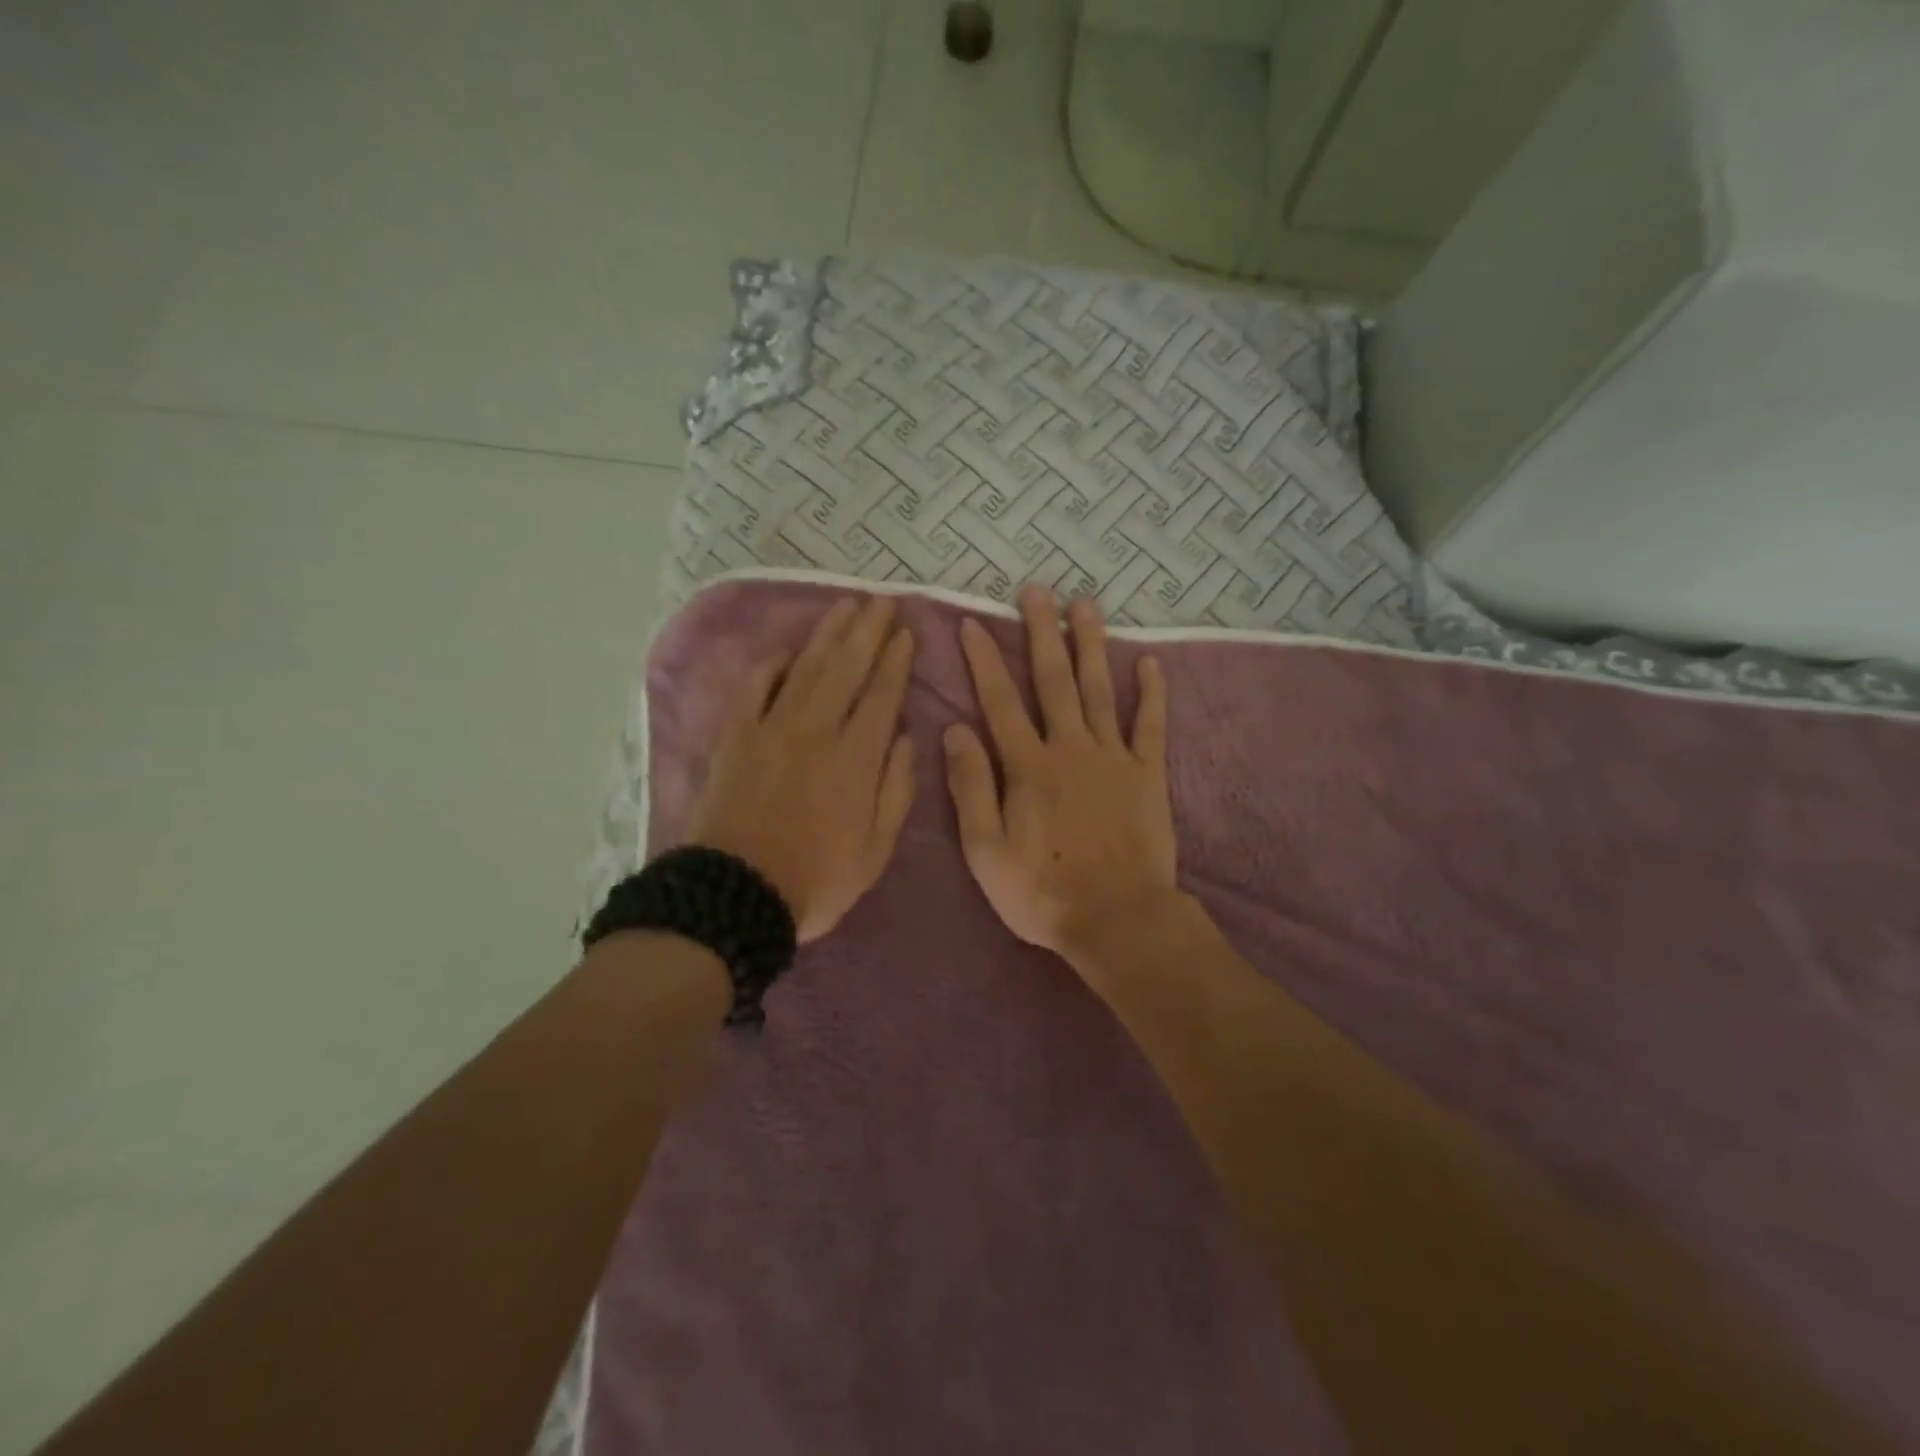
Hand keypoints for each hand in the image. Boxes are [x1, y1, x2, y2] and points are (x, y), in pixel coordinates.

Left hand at [687, 595, 915, 942]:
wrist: (735, 894)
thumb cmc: (816, 878)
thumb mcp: (875, 850)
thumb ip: (895, 790)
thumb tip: (904, 738)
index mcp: (856, 758)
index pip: (881, 694)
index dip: (895, 660)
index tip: (905, 632)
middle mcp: (816, 730)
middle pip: (846, 667)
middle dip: (867, 630)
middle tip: (882, 600)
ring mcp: (772, 728)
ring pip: (805, 667)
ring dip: (827, 633)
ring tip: (846, 606)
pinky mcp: (737, 736)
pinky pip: (755, 686)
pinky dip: (773, 663)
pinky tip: (788, 649)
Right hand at [943, 586, 1177, 962]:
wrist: (1118, 919)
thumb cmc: (1042, 892)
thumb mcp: (985, 850)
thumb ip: (971, 786)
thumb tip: (954, 730)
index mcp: (1028, 767)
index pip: (1000, 701)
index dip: (985, 660)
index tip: (975, 623)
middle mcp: (1070, 748)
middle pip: (1053, 680)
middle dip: (1042, 632)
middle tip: (1037, 590)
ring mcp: (1114, 758)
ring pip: (1100, 689)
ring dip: (1090, 645)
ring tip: (1086, 604)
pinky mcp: (1147, 775)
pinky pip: (1150, 726)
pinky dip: (1152, 693)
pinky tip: (1149, 661)